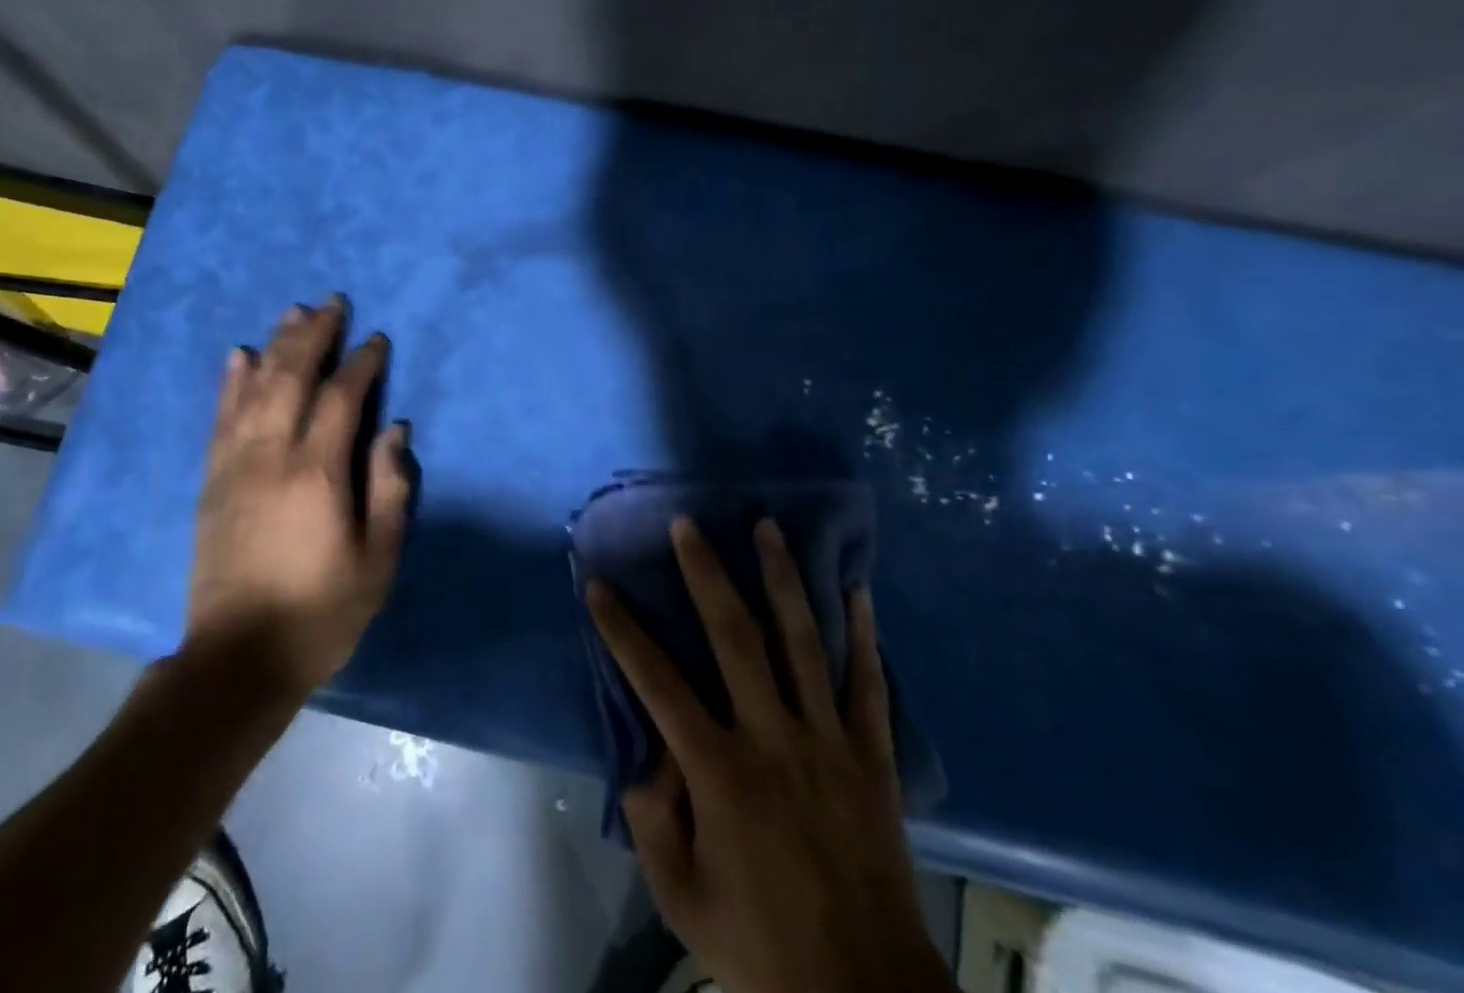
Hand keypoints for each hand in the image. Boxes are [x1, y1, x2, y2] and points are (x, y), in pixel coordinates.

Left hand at [186, 297, 412, 694]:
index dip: (361, 363)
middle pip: (292, 377)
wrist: (237, 660)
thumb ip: (389, 489)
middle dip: (314, 335)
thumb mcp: (378, 560)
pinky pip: (220, 418)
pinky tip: (238, 355)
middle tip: (332, 304)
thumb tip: (394, 430)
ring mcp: (235, 466)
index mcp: (318, 473)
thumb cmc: (321, 612)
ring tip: (292, 312)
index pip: (341, 398)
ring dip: (275, 345)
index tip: (376, 339)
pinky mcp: (212, 481)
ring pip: (254, 388)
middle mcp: (271, 456)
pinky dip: (230, 382)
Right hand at [586, 518, 950, 992]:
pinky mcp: (871, 757)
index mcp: (720, 773)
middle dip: (707, 574)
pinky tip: (856, 588)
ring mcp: (828, 742)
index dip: (623, 631)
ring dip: (782, 579)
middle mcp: (773, 739)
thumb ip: (652, 817)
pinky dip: (863, 634)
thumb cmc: (759, 946)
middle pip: (735, 638)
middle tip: (688, 524)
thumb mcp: (680, 894)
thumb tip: (644, 750)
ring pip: (803, 643)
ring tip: (768, 527)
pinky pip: (868, 684)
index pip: (658, 684)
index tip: (599, 586)